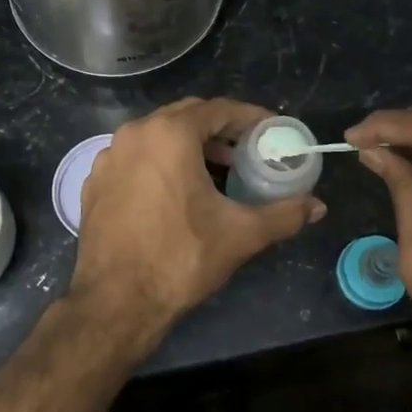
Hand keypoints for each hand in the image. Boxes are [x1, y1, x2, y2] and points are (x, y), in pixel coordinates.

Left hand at [72, 98, 326, 348]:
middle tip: (247, 151)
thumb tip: (317, 207)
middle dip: (220, 130)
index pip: (218, 109)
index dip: (250, 118)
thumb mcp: (240, 234)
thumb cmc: (180, 258)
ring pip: (157, 136)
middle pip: (186, 117)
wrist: (115, 302)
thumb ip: (284, 215)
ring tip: (217, 171)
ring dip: (189, 146)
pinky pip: (136, 158)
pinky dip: (161, 163)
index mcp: (169, 134)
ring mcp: (109, 157)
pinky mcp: (94, 182)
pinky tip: (177, 192)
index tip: (272, 131)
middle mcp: (134, 134)